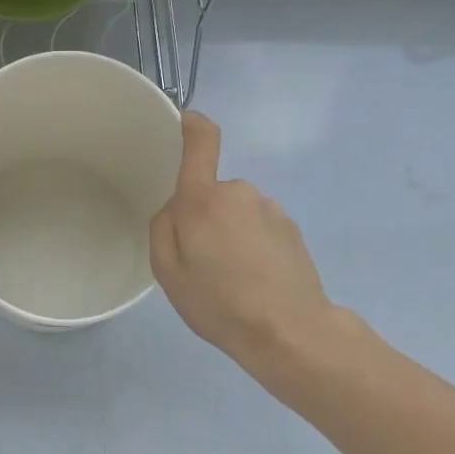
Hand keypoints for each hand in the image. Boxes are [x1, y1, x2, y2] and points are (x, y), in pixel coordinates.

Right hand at [150, 111, 352, 390]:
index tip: (180, 121)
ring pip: (236, 211)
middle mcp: (240, 192)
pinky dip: (253, 245)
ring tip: (231, 278)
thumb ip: (162, 228)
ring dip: (230, 233)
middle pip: (211, 191)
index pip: (201, 139)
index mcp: (204, 198)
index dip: (190, 123)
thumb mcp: (168, 272)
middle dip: (203, 216)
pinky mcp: (292, 229)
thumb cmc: (220, 303)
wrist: (290, 333)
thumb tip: (175, 209)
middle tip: (200, 260)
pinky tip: (255, 280)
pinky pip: (259, 227)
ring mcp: (271, 209)